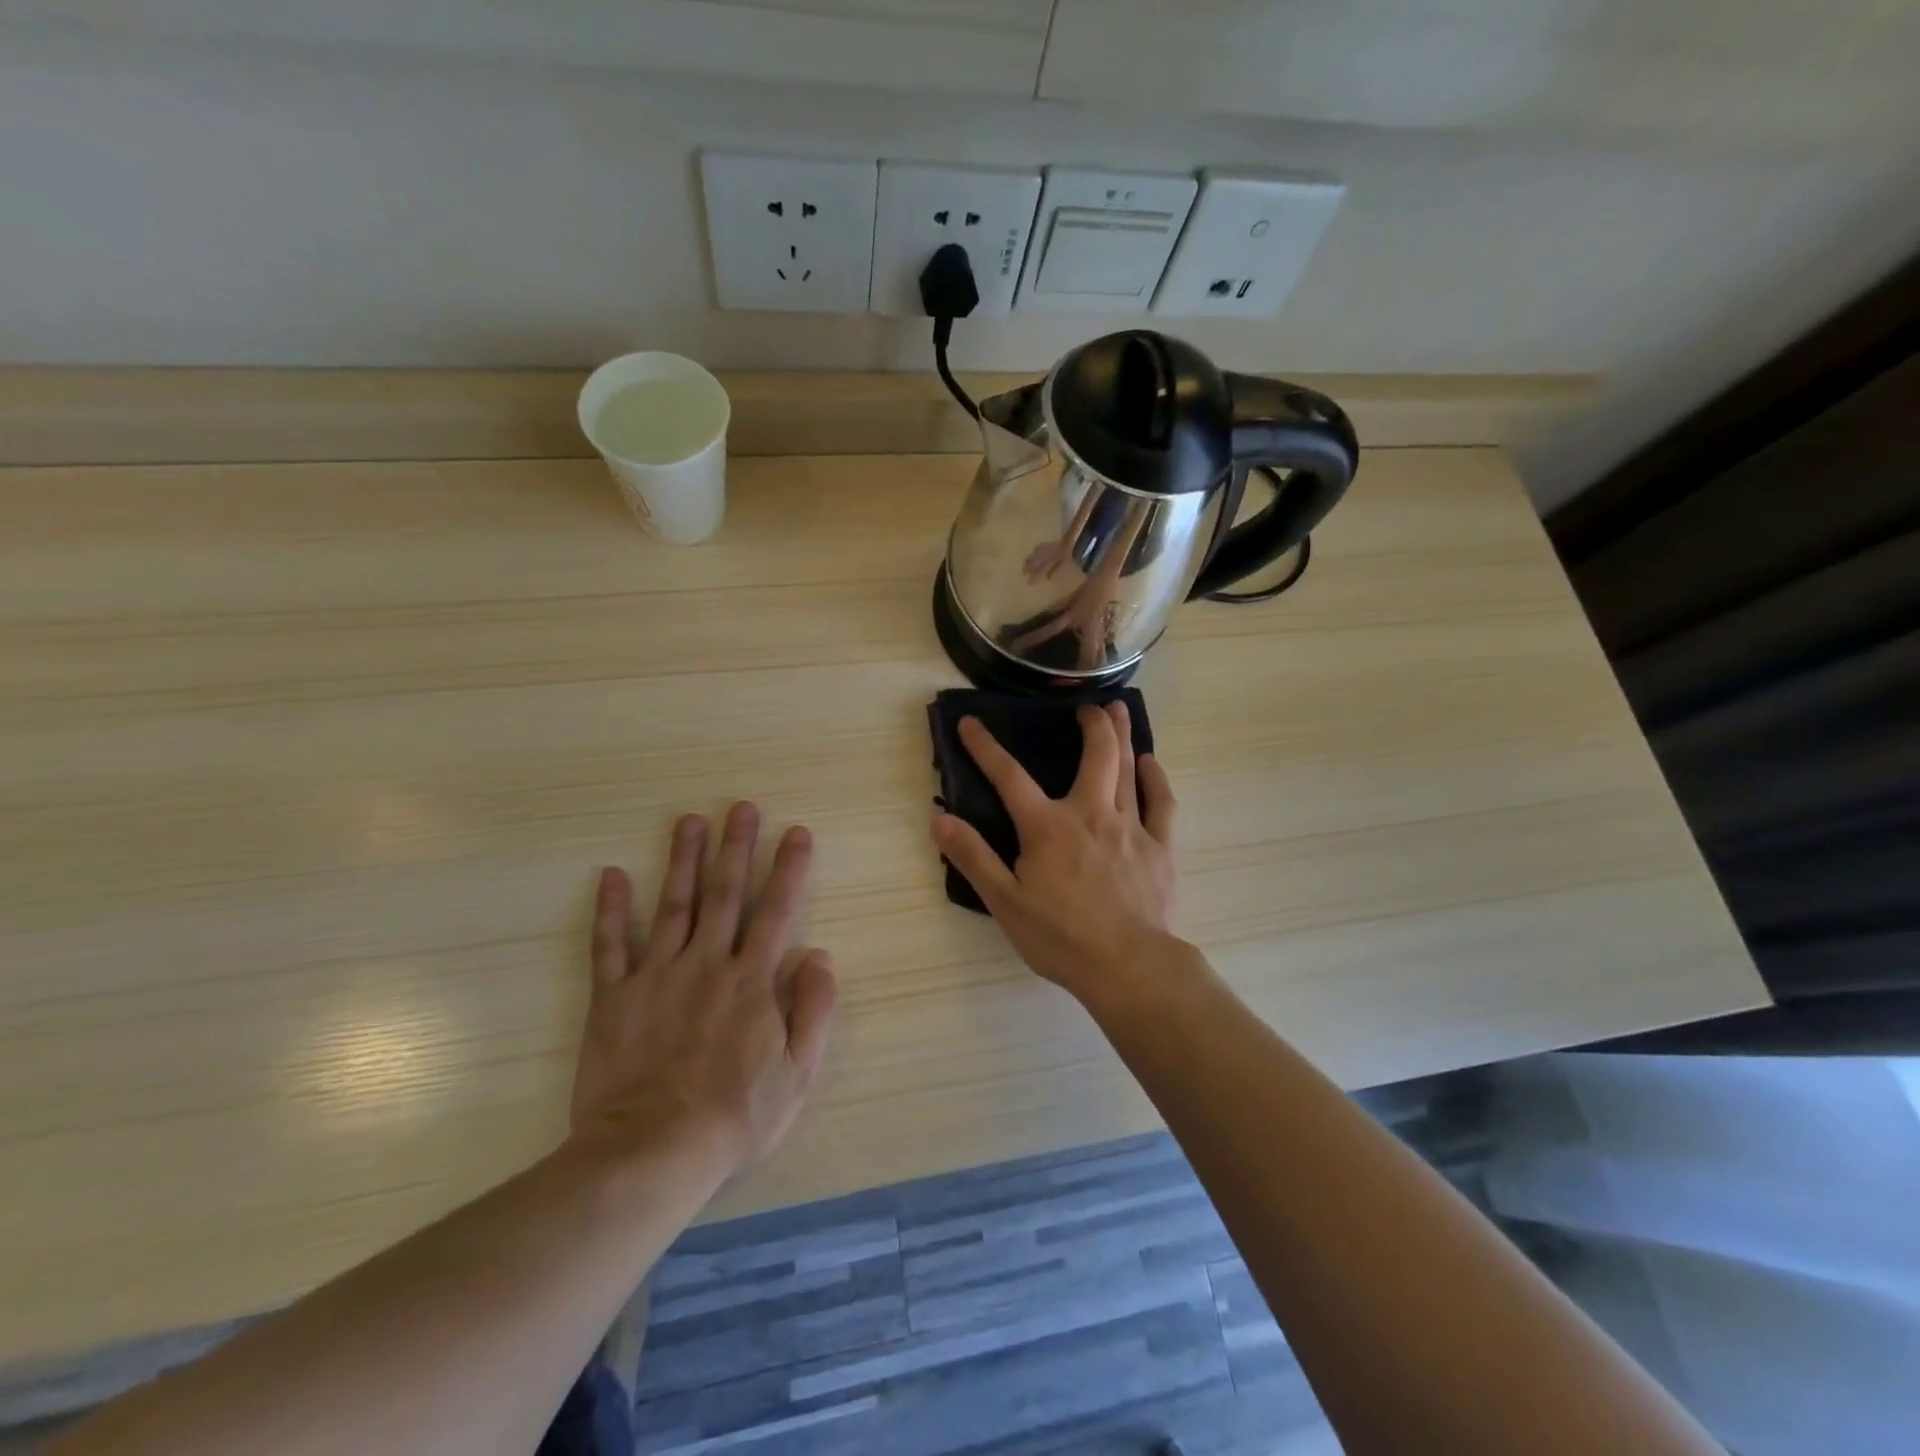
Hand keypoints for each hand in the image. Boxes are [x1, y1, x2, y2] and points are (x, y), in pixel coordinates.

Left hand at [569, 804, 838, 1177]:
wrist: (652, 1153)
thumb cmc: (735, 1116)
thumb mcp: (799, 1074)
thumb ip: (815, 1010)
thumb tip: (819, 955)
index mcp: (752, 980)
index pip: (777, 911)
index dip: (789, 869)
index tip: (797, 832)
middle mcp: (706, 964)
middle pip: (724, 894)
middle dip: (737, 847)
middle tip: (742, 807)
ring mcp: (656, 976)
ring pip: (672, 905)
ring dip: (683, 860)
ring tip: (690, 820)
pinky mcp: (614, 997)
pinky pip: (609, 946)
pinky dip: (609, 910)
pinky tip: (610, 874)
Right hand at [931, 703, 1181, 1004]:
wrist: (1127, 966)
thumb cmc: (1060, 937)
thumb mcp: (1004, 902)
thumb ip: (973, 857)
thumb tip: (939, 819)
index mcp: (1048, 827)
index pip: (1010, 777)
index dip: (985, 748)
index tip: (971, 724)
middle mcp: (1091, 814)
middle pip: (1095, 755)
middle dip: (1090, 724)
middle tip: (1086, 706)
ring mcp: (1130, 827)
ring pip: (1127, 769)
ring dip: (1122, 735)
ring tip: (1118, 709)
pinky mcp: (1159, 846)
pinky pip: (1162, 802)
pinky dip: (1156, 778)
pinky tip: (1151, 763)